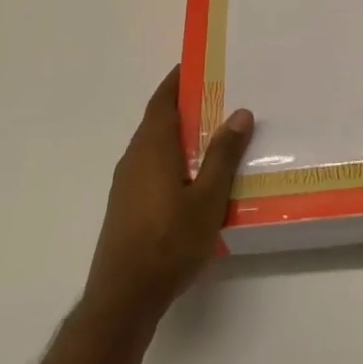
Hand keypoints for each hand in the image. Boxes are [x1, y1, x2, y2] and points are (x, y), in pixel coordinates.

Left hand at [83, 69, 253, 323]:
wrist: (123, 299)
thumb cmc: (168, 242)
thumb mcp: (207, 198)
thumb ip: (223, 155)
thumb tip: (239, 112)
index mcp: (152, 147)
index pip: (163, 100)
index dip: (178, 79)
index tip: (199, 64)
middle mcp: (134, 158)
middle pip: (159, 119)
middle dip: (186, 105)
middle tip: (220, 96)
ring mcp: (126, 183)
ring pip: (155, 145)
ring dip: (180, 133)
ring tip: (215, 134)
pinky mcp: (126, 206)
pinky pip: (151, 166)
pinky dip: (172, 156)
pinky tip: (194, 176)